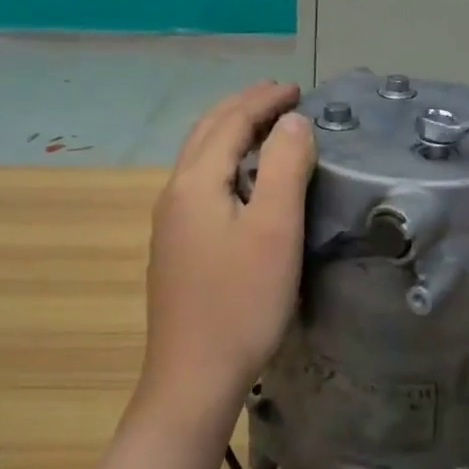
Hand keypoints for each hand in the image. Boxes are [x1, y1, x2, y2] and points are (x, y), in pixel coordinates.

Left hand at [139, 81, 315, 420]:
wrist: (192, 381)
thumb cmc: (241, 302)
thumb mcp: (275, 229)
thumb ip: (285, 165)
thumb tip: (292, 121)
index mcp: (196, 182)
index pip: (231, 121)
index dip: (264, 99)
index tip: (298, 87)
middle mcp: (175, 193)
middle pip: (208, 131)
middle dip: (244, 106)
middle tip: (281, 94)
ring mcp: (170, 222)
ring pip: (200, 155)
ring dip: (232, 129)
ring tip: (264, 123)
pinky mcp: (176, 246)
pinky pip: (201, 179)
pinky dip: (225, 156)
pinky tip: (241, 175)